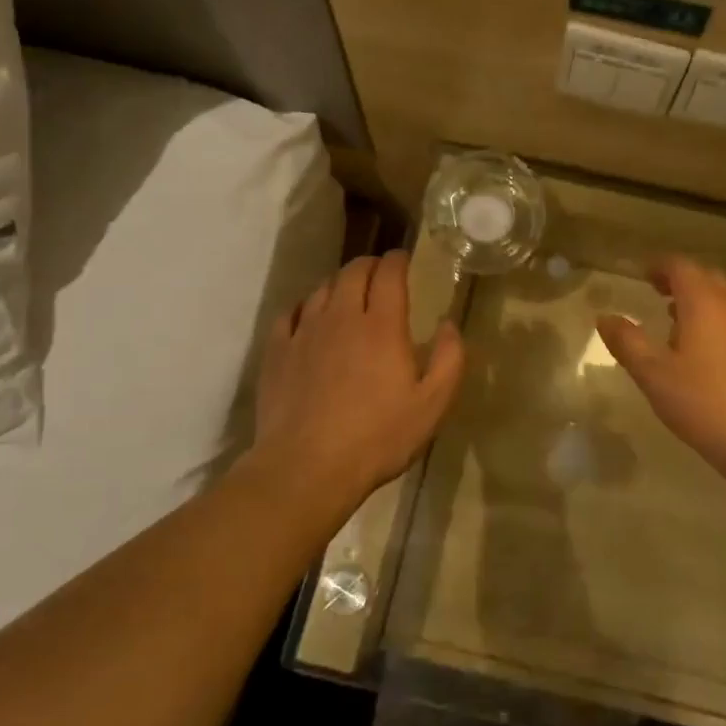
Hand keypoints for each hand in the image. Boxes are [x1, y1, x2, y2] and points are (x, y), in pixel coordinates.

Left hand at [252, 252, 464, 511]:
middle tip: (380, 272)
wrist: (307, 467)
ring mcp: (304, 332)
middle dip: (369, 265)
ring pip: (321, 289)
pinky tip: (309, 316)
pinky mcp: (277, 352)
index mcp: (381, 326)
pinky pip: (290, 313)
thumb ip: (449, 359)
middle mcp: (341, 317)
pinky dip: (305, 305)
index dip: (398, 260)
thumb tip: (448, 324)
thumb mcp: (432, 405)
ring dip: (338, 282)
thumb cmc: (378, 438)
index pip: (389, 274)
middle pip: (352, 272)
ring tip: (348, 292)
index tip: (404, 258)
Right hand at [596, 255, 725, 489]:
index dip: (658, 266)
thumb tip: (605, 318)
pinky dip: (711, 316)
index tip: (640, 273)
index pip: (680, 266)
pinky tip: (696, 344)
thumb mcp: (653, 372)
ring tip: (670, 316)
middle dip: (679, 278)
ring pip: (721, 297)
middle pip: (705, 276)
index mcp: (704, 302)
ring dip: (696, 298)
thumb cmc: (702, 400)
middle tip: (654, 289)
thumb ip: (627, 341)